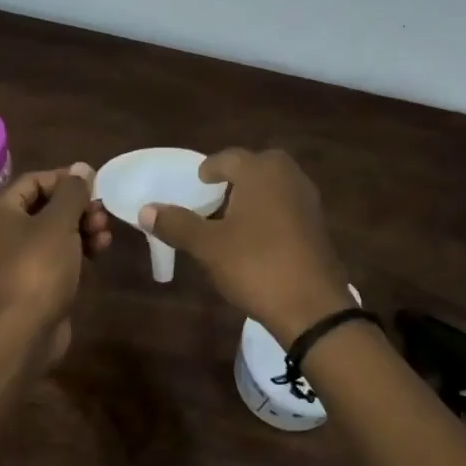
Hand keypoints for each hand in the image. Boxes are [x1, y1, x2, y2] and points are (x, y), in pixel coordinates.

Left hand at [0, 163, 110, 362]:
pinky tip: (99, 252)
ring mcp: (16, 258)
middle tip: (102, 214)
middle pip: (45, 206)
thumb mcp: (59, 223)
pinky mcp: (32, 281)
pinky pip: (56, 255)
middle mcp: (1, 231)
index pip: (34, 180)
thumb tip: (81, 168)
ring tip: (105, 235)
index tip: (95, 186)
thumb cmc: (37, 268)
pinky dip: (77, 249)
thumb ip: (72, 192)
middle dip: (78, 207)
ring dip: (82, 227)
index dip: (66, 179)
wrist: (22, 332)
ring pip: (54, 231)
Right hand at [139, 148, 351, 341]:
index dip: (210, 168)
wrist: (312, 307)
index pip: (229, 157)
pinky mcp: (319, 226)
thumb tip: (146, 210)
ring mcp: (308, 201)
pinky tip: (258, 238)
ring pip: (276, 185)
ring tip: (233, 217)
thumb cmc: (255, 266)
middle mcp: (288, 177)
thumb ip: (177, 224)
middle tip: (216, 194)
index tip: (198, 181)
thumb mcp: (208, 246)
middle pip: (258, 165)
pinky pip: (289, 206)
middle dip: (237, 176)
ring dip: (255, 194)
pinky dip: (272, 211)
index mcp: (260, 172)